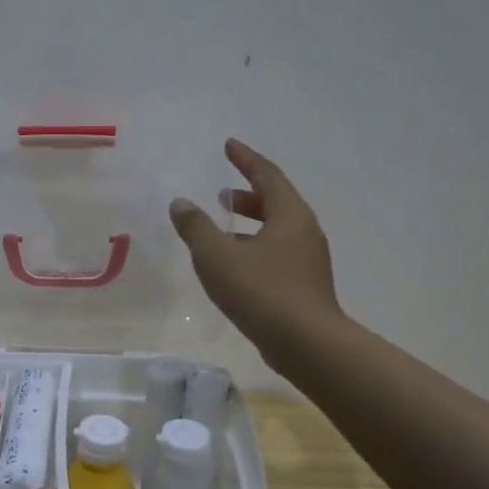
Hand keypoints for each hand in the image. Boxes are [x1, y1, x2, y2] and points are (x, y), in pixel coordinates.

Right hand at [170, 138, 341, 365]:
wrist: (306, 343)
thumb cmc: (261, 291)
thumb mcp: (218, 256)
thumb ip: (196, 227)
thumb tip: (180, 203)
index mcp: (289, 215)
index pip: (266, 175)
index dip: (245, 159)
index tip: (229, 145)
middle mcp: (304, 232)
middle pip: (275, 202)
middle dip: (247, 195)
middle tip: (221, 193)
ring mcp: (307, 261)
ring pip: (276, 231)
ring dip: (250, 223)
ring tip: (223, 229)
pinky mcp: (304, 286)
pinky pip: (276, 254)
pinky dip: (254, 247)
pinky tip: (235, 266)